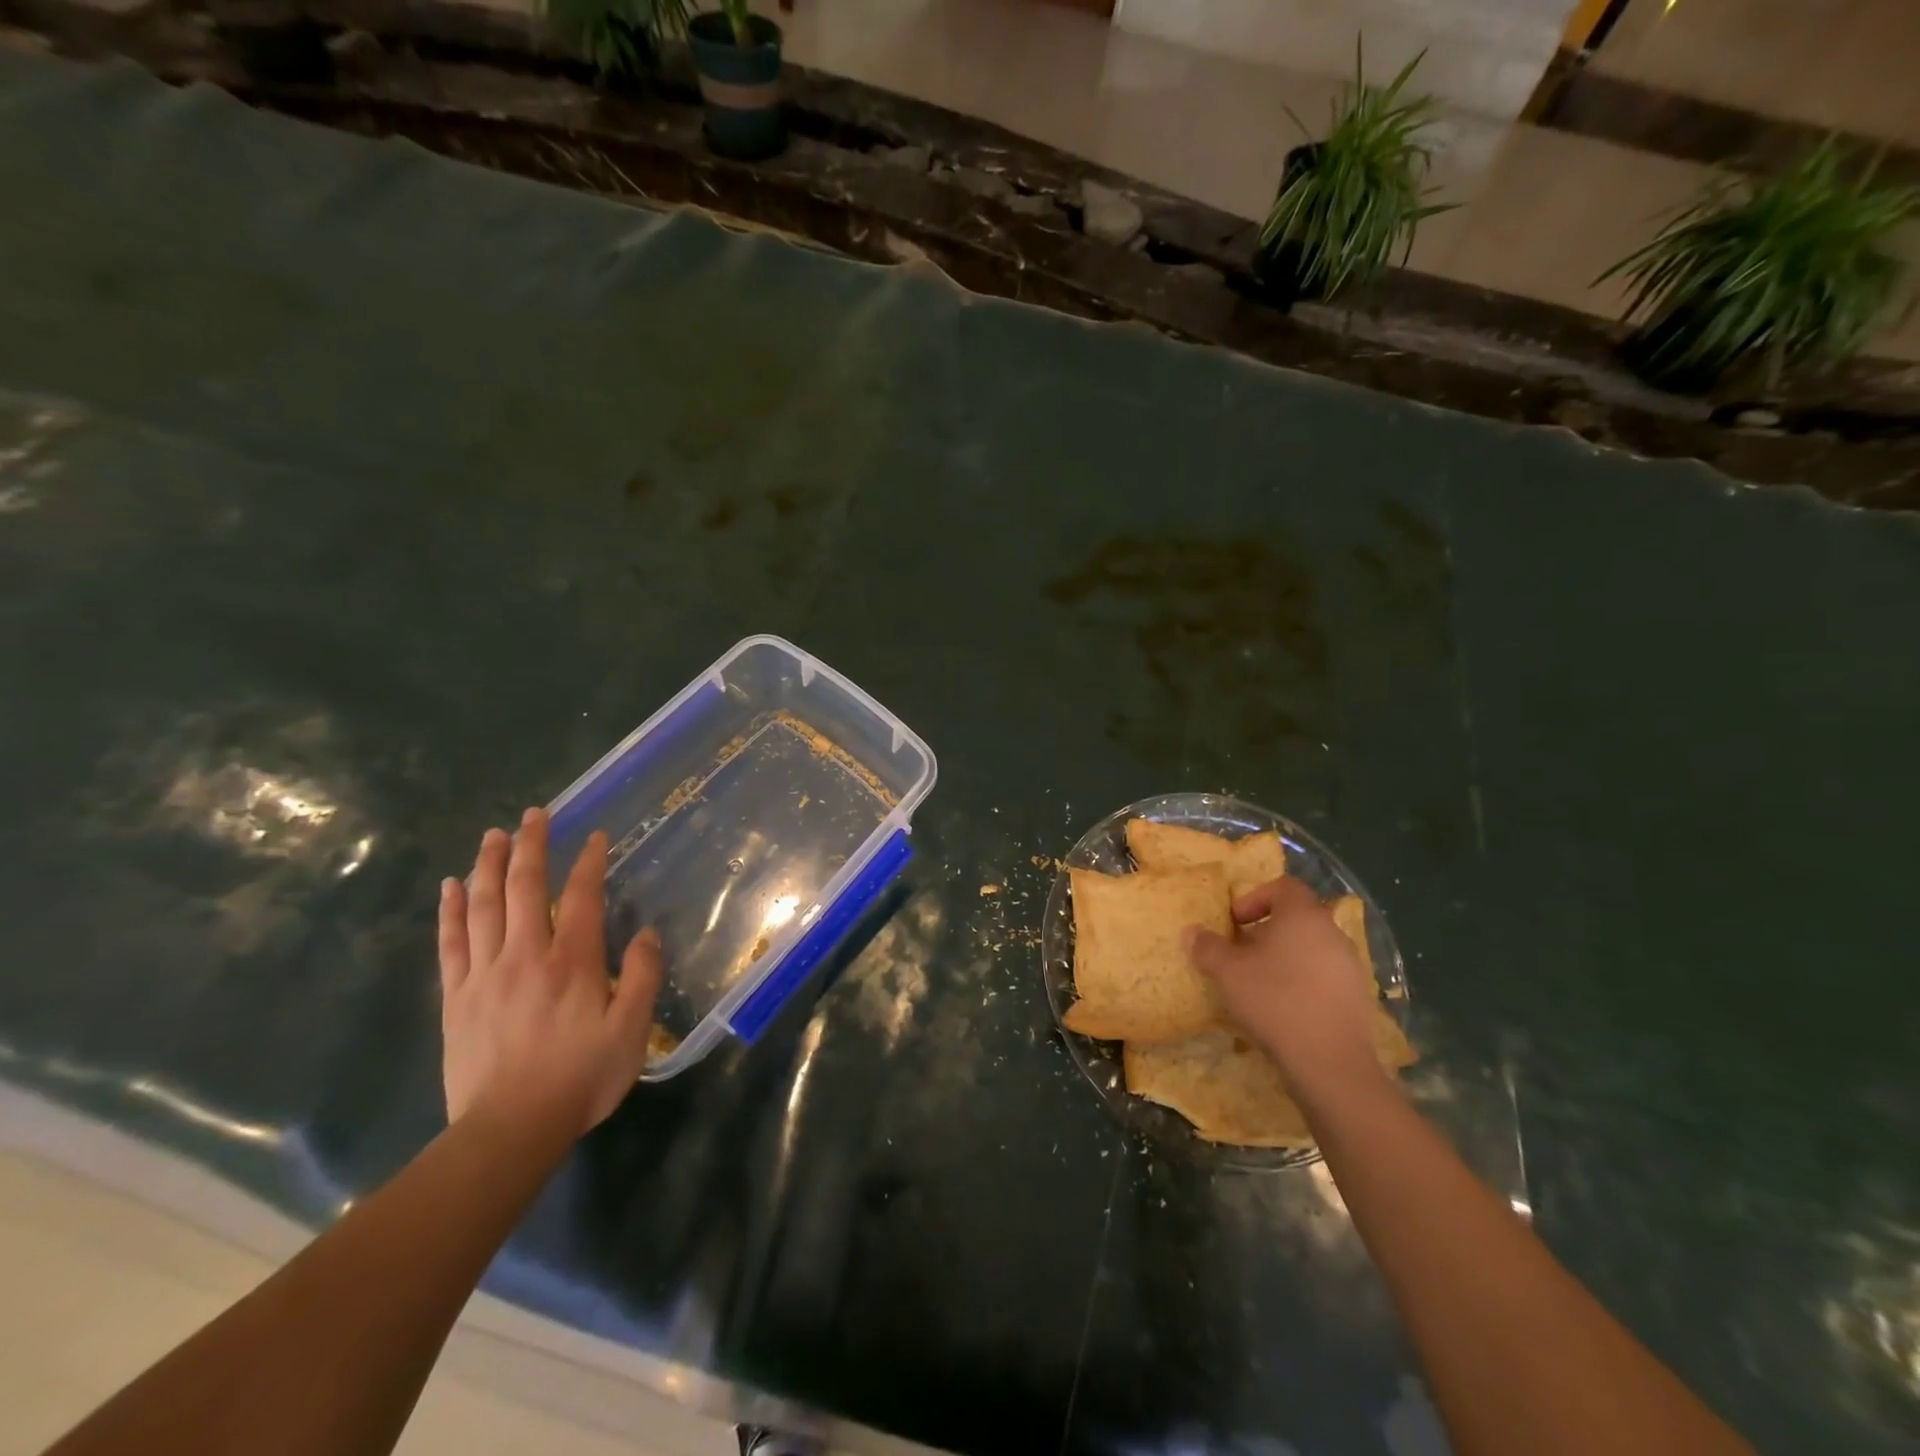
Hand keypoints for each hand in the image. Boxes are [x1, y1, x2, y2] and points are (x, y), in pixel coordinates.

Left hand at [438, 808, 662, 1137]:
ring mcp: (485, 973)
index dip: (588, 862)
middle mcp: (527, 954)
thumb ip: (643, 977)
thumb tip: (649, 933)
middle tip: (535, 814)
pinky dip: (450, 910)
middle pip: (525, 888)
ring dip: (490, 865)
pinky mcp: (456, 997)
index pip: (581, 896)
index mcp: (573, 961)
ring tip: (494, 834)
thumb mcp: (631, 1031)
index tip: (594, 835)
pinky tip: (451, 885)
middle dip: (532, 846)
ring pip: (484, 905)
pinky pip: (451, 942)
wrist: (509, 1130)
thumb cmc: (580, 1078)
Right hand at [1185, 877, 1382, 1094]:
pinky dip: (1303, 980)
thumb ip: (1208, 947)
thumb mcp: (1228, 971)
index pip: (1283, 886)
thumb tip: (1192, 932)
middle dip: (1266, 931)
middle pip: (1297, 918)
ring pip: (1311, 948)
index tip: (1234, 922)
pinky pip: (1324, 975)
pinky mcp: (1358, 997)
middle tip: (1240, 953)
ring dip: (1284, 957)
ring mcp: (1351, 966)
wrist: (1330, 1061)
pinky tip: (1284, 1007)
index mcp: (1303, 915)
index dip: (1255, 898)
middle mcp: (1332, 932)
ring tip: (1259, 982)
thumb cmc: (1274, 1000)